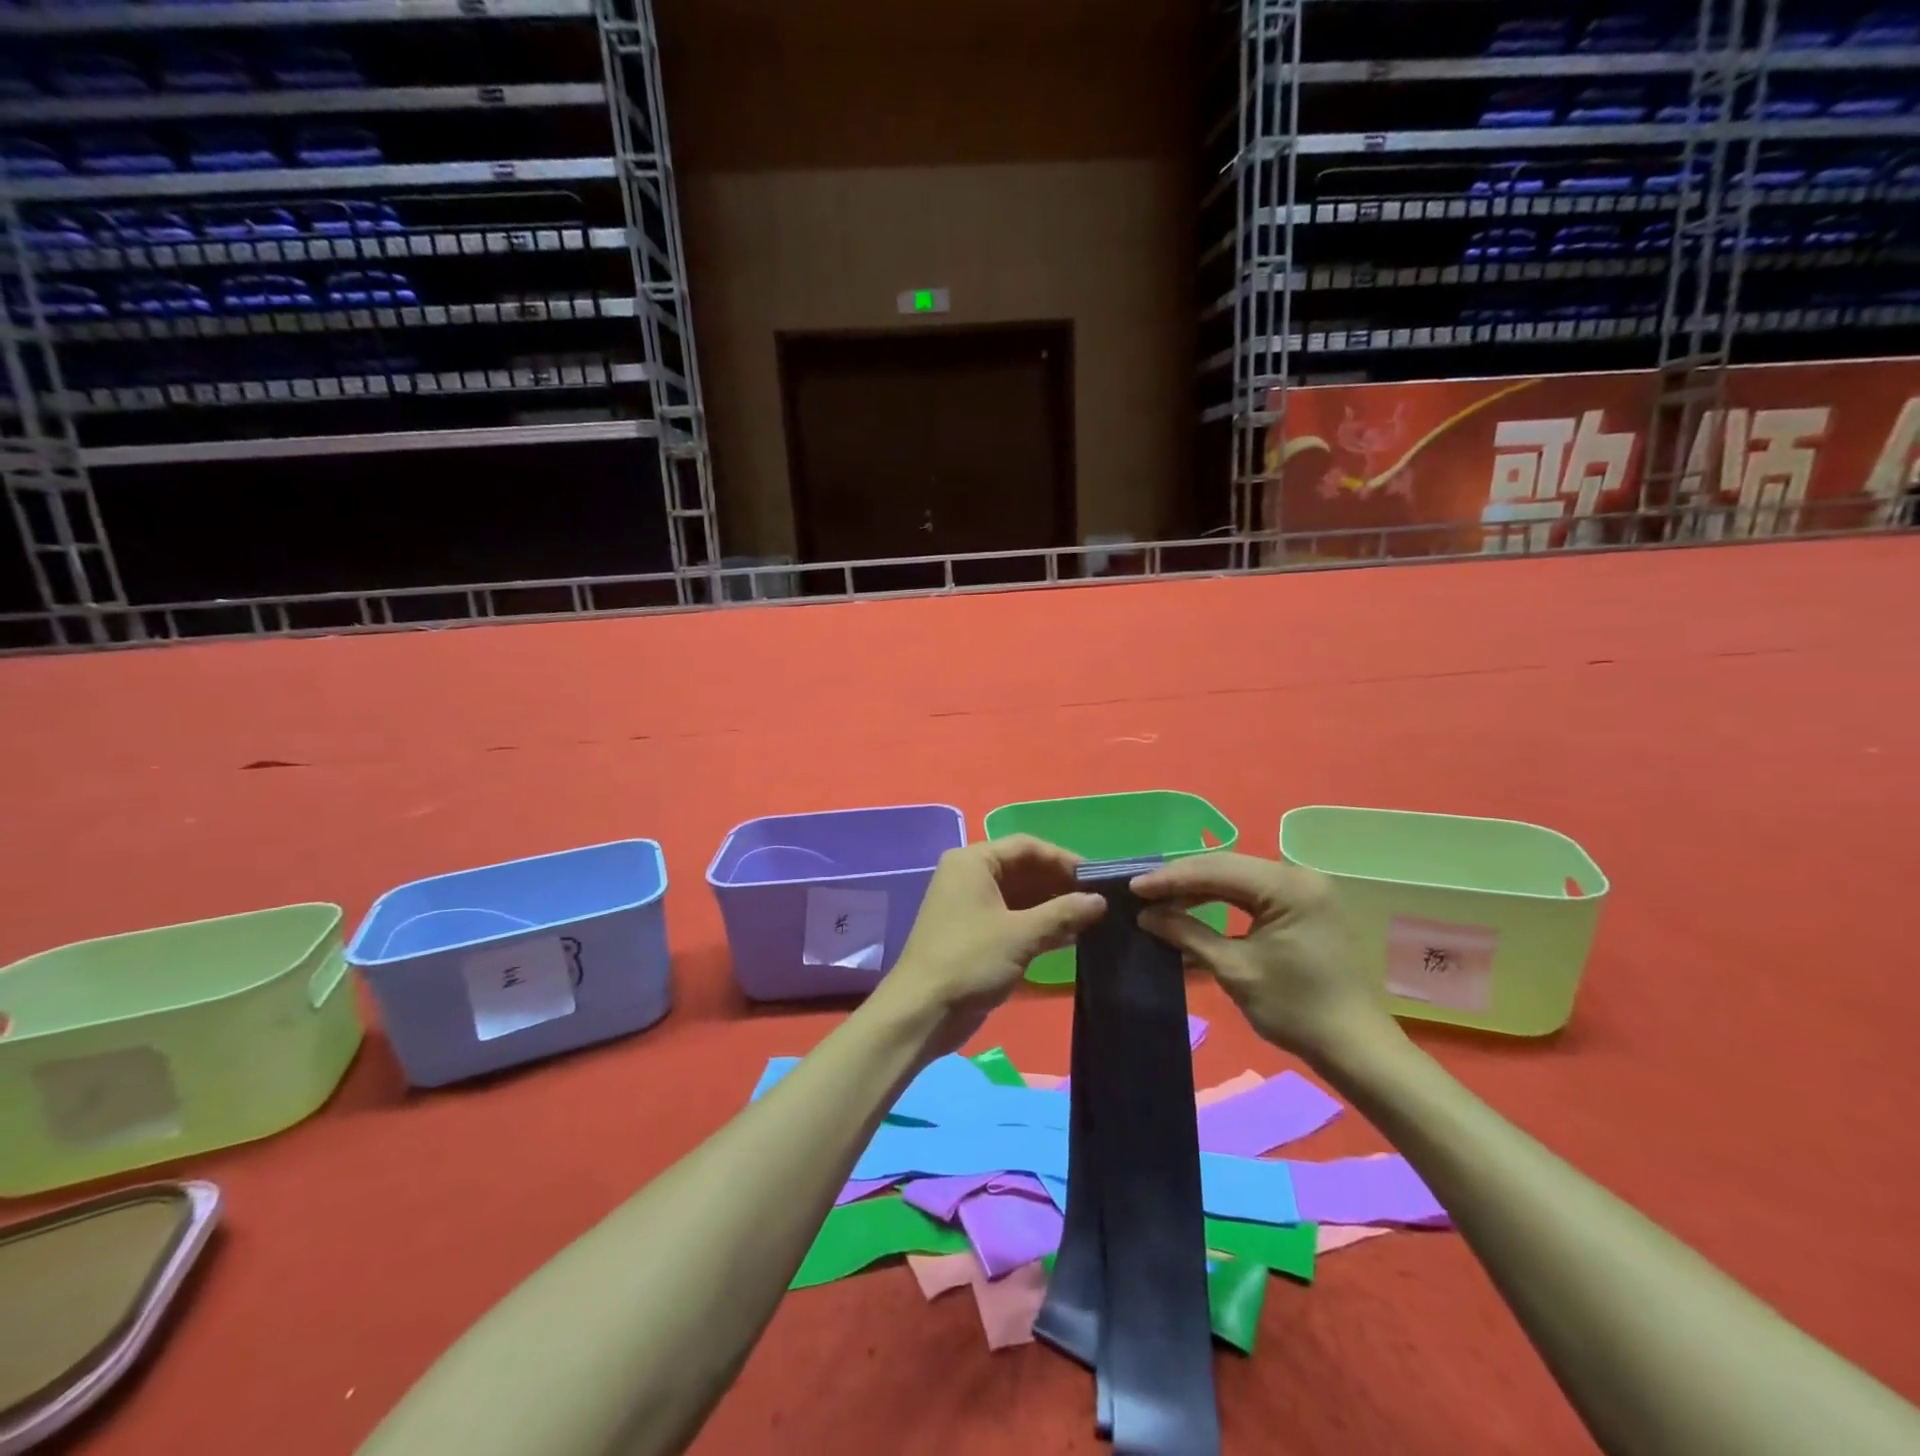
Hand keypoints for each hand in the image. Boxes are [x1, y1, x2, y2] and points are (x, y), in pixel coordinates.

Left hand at [873, 835, 1106, 1056]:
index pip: (1026, 847)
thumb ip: (1063, 913)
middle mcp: (970, 876)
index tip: (1097, 878)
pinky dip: (1039, 924)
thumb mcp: (1021, 935)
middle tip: (1100, 900)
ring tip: (1093, 919)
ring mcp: (971, 906)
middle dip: (1060, 884)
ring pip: (1020, 896)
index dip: (1063, 859)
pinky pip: (1013, 918)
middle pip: (1024, 869)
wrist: (922, 1012)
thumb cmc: (970, 960)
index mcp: (973, 862)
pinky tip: (1071, 937)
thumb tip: (1100, 901)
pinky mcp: (975, 934)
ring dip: (1053, 906)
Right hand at [1131, 853, 1396, 1065]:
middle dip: (1181, 879)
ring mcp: (1304, 890)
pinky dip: (1220, 900)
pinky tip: (1191, 908)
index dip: (1171, 878)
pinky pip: (1253, 893)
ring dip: (1198, 889)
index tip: (1133, 887)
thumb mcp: (1234, 970)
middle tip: (1141, 892)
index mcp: (1288, 887)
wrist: (1354, 1047)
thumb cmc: (1295, 1009)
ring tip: (1159, 901)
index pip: (1216, 870)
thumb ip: (1187, 934)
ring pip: (1237, 878)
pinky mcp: (1304, 905)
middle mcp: (1299, 876)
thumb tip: (1146, 915)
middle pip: (1226, 867)